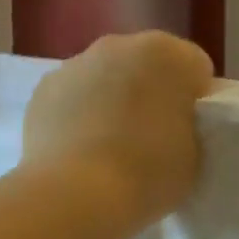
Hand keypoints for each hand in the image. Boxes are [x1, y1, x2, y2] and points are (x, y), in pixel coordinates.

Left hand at [22, 32, 214, 235]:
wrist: (74, 194)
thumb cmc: (148, 172)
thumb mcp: (195, 155)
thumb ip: (189, 128)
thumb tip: (174, 125)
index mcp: (168, 54)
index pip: (196, 70)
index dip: (196, 102)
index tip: (190, 133)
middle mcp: (120, 45)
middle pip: (147, 66)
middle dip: (152, 94)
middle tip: (153, 139)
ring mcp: (76, 63)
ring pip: (106, 77)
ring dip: (112, 100)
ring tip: (111, 149)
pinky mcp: (43, 89)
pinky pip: (73, 97)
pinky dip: (78, 115)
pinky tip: (79, 151)